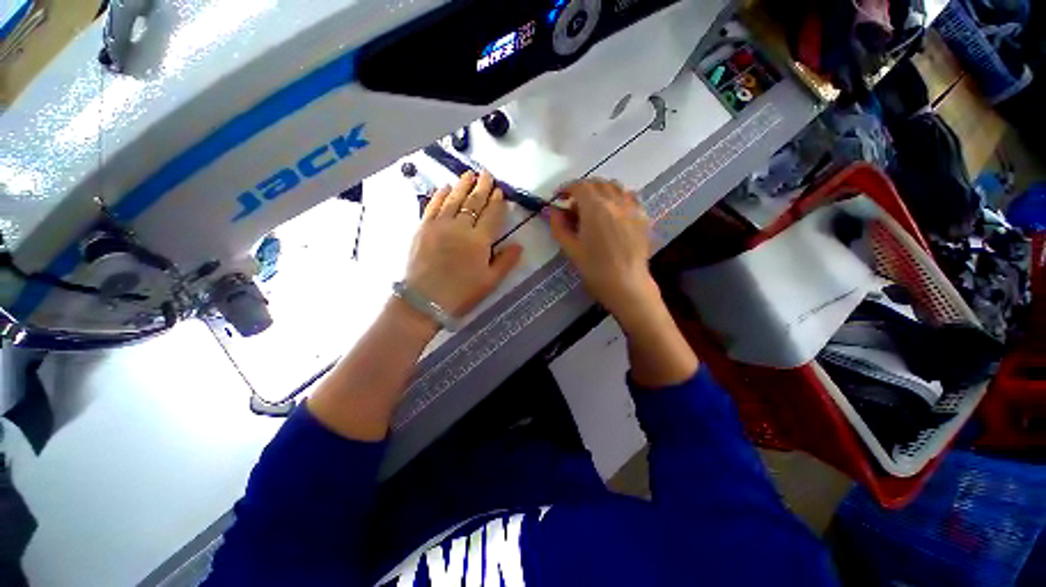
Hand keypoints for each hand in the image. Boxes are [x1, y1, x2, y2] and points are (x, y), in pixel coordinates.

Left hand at [404, 170, 522, 318]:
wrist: (424, 301)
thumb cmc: (461, 294)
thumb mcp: (490, 282)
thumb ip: (506, 262)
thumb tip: (518, 245)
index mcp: (479, 241)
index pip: (491, 215)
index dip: (496, 202)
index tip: (499, 190)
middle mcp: (460, 227)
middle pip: (473, 202)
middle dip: (482, 187)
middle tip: (486, 174)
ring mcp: (439, 225)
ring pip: (453, 199)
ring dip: (462, 185)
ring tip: (469, 174)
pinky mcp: (423, 228)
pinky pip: (432, 206)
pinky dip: (439, 195)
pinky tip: (444, 187)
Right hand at [552, 179, 698, 386]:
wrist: (627, 285)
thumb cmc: (595, 270)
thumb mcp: (571, 249)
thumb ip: (559, 226)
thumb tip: (551, 210)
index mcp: (595, 208)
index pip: (579, 186)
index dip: (566, 188)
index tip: (559, 197)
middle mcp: (615, 201)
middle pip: (597, 183)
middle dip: (582, 189)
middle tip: (573, 205)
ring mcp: (632, 207)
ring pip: (615, 187)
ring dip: (600, 190)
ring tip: (593, 207)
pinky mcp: (643, 217)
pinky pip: (629, 197)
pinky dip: (617, 197)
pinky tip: (613, 212)